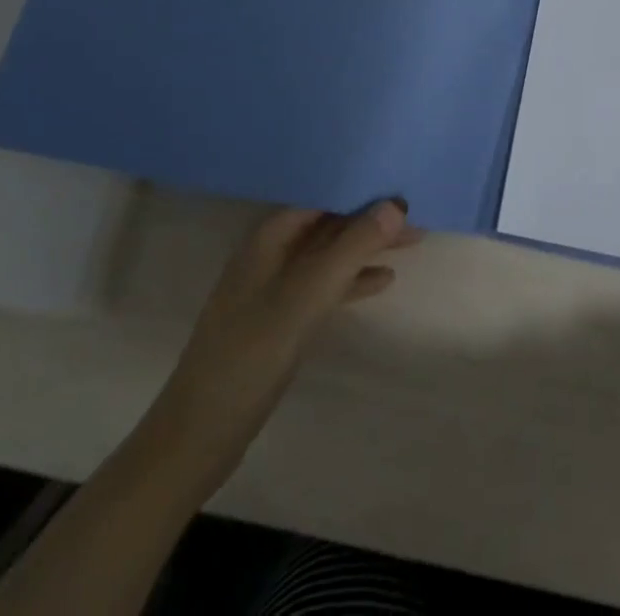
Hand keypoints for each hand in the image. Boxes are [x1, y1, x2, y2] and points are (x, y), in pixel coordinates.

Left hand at [149, 201, 420, 484]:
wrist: (200, 434)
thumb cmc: (252, 353)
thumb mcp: (307, 296)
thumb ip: (352, 248)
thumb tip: (396, 205)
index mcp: (271, 235)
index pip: (325, 195)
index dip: (364, 189)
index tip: (406, 185)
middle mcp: (272, 251)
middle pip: (330, 222)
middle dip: (372, 218)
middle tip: (420, 216)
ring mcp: (275, 285)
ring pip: (331, 252)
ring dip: (367, 246)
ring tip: (412, 242)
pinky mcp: (280, 317)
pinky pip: (325, 284)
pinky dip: (353, 278)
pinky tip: (384, 281)